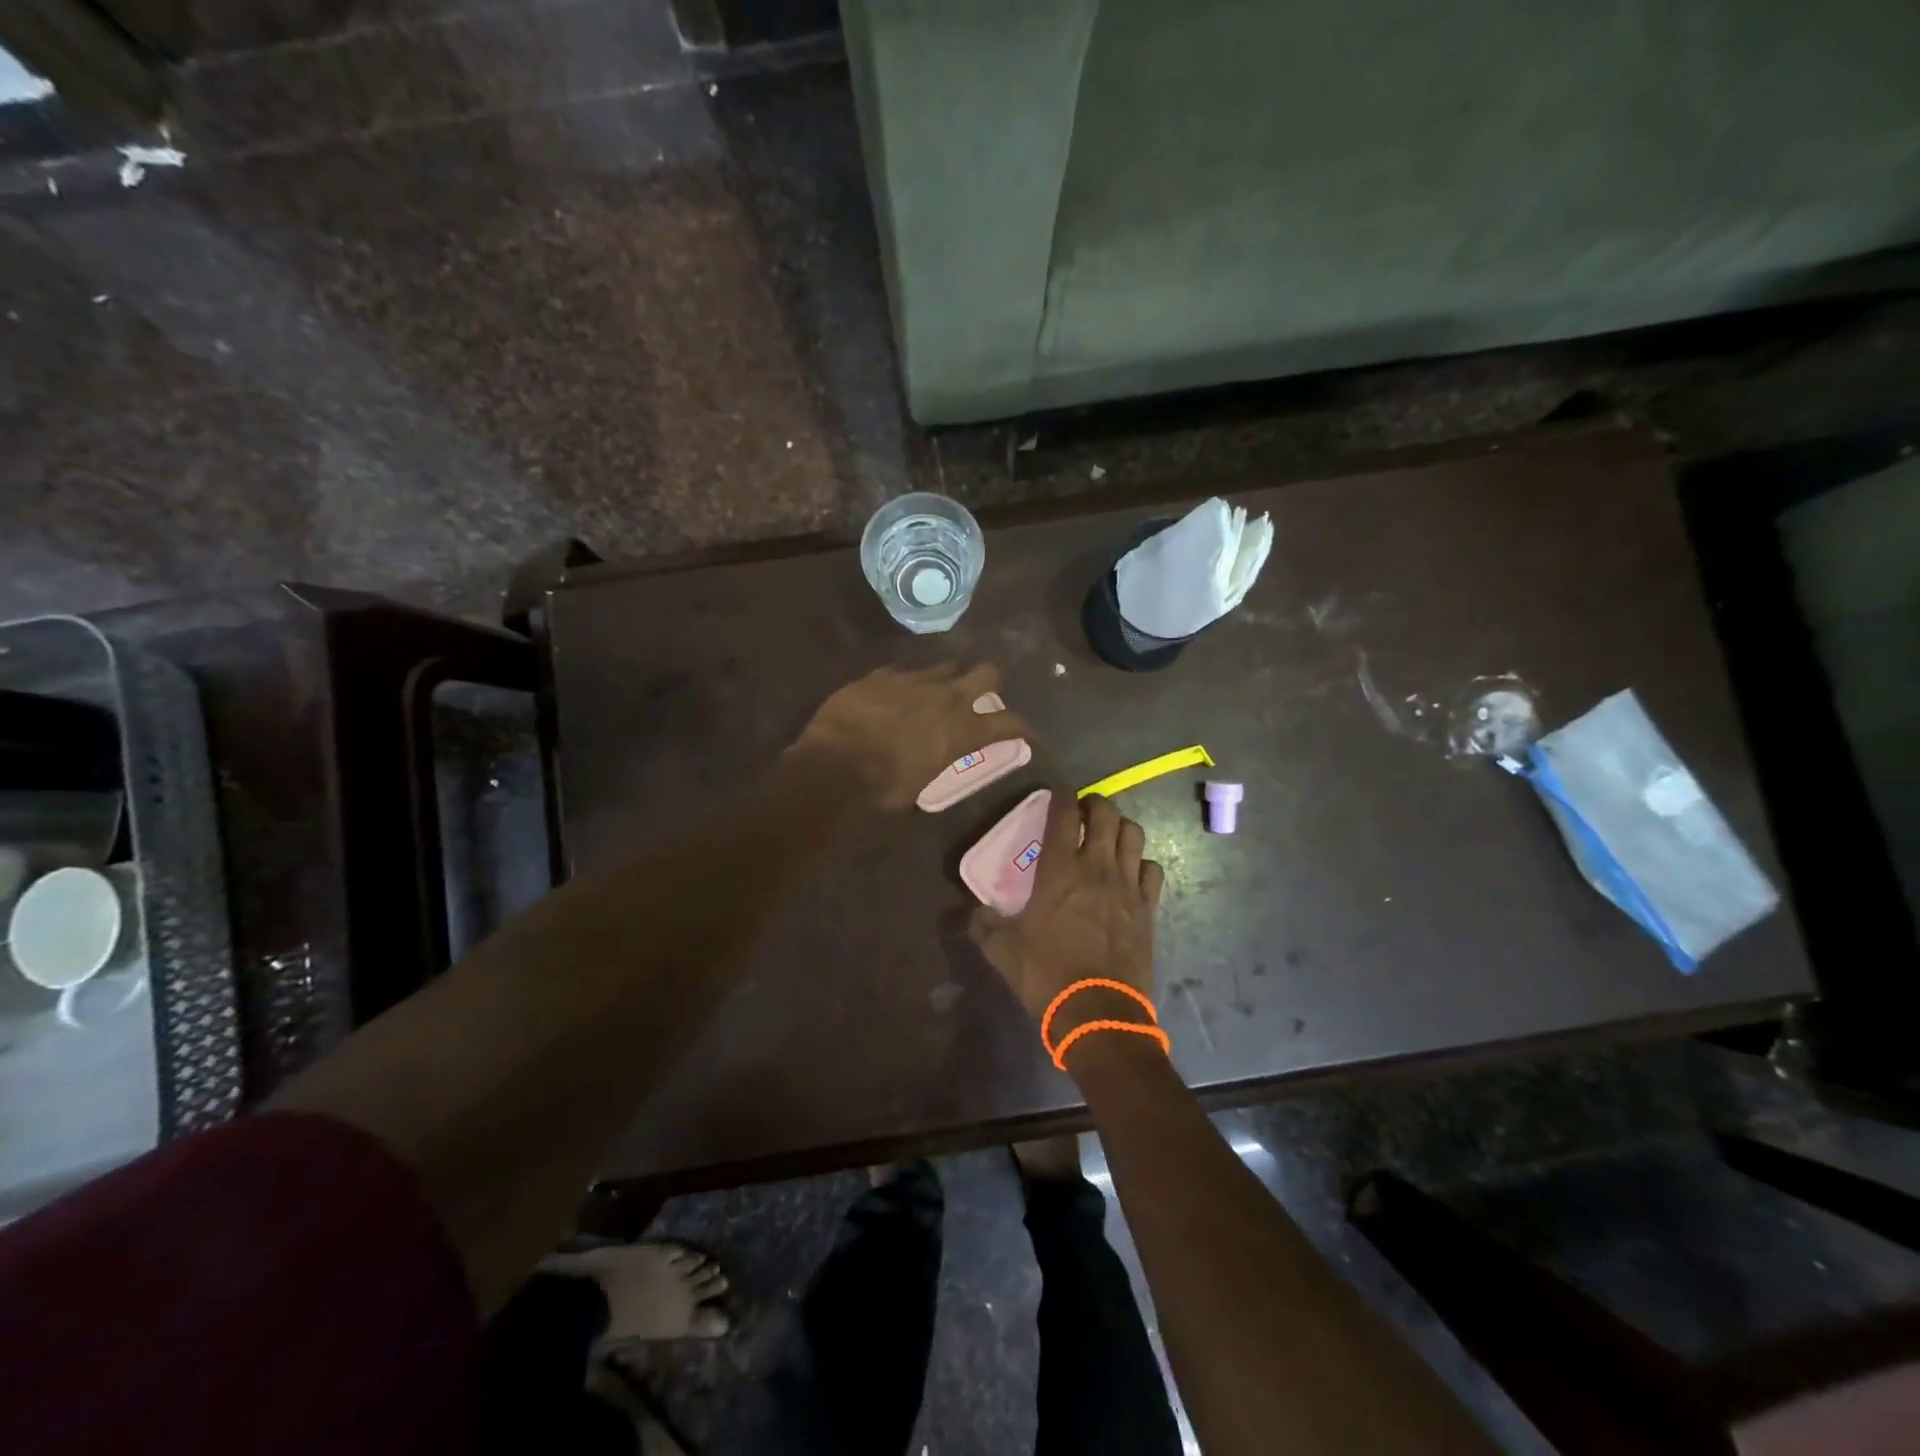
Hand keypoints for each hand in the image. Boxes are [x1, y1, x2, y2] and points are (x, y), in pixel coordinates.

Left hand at [793, 662, 1030, 810]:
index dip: (1025, 728)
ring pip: (944, 665)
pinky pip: (903, 671)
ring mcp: (913, 680)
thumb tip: (934, 757)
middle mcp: (946, 697)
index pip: (1010, 723)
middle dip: (989, 682)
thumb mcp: (922, 784)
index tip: (1030, 735)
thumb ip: (938, 761)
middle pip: (986, 673)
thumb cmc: (884, 788)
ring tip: (936, 691)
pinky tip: (895, 693)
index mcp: (962, 730)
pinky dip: (905, 683)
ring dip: (946, 679)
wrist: (835, 765)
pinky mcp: (881, 675)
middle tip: (981, 695)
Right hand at [969, 790, 1163, 1024]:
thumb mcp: (1002, 951)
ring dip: (1121, 827)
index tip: (1057, 792)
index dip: (1061, 795)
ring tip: (1110, 835)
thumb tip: (973, 912)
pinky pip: (1152, 869)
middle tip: (1084, 811)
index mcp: (1059, 870)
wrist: (1098, 1012)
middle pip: (1106, 814)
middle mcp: (1096, 867)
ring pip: (1134, 835)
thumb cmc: (1046, 975)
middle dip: (1095, 804)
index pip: (1064, 814)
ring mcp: (1127, 885)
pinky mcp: (1148, 907)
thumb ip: (984, 925)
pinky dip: (1142, 862)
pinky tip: (1132, 872)